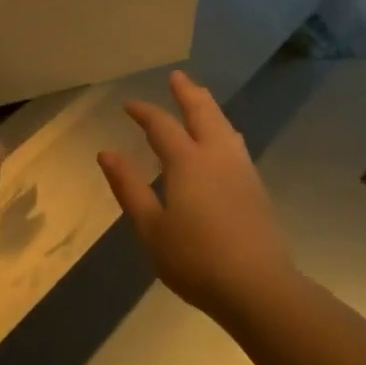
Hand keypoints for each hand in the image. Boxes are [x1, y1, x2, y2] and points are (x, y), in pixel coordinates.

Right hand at [98, 71, 294, 318]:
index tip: (129, 105)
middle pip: (202, 112)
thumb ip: (129, 187)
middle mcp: (217, 156)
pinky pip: (235, 143)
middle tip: (177, 77)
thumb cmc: (196, 259)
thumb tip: (107, 153)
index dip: (144, 112)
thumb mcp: (151, 228)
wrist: (259, 287)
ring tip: (200, 98)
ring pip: (224, 125)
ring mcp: (241, 170)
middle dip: (187, 93)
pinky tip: (224, 139)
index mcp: (187, 162)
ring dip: (209, 107)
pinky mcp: (256, 187)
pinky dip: (223, 129)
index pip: (162, 125)